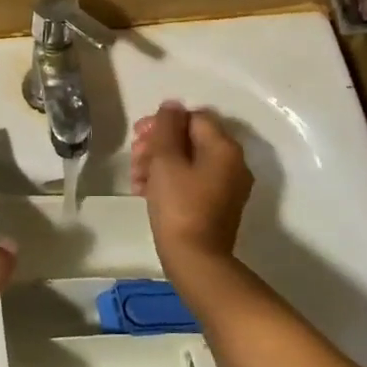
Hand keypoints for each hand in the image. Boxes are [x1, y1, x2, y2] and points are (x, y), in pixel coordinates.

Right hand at [131, 101, 252, 269]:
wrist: (195, 260)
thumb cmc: (179, 205)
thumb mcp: (166, 160)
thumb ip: (166, 127)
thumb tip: (171, 106)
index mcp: (224, 148)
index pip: (193, 117)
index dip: (163, 122)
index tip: (139, 136)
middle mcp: (232, 163)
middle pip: (191, 139)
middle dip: (158, 144)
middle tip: (134, 157)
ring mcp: (227, 186)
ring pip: (188, 161)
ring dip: (158, 163)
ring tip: (135, 179)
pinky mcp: (217, 206)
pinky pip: (192, 182)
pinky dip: (169, 181)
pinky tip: (144, 192)